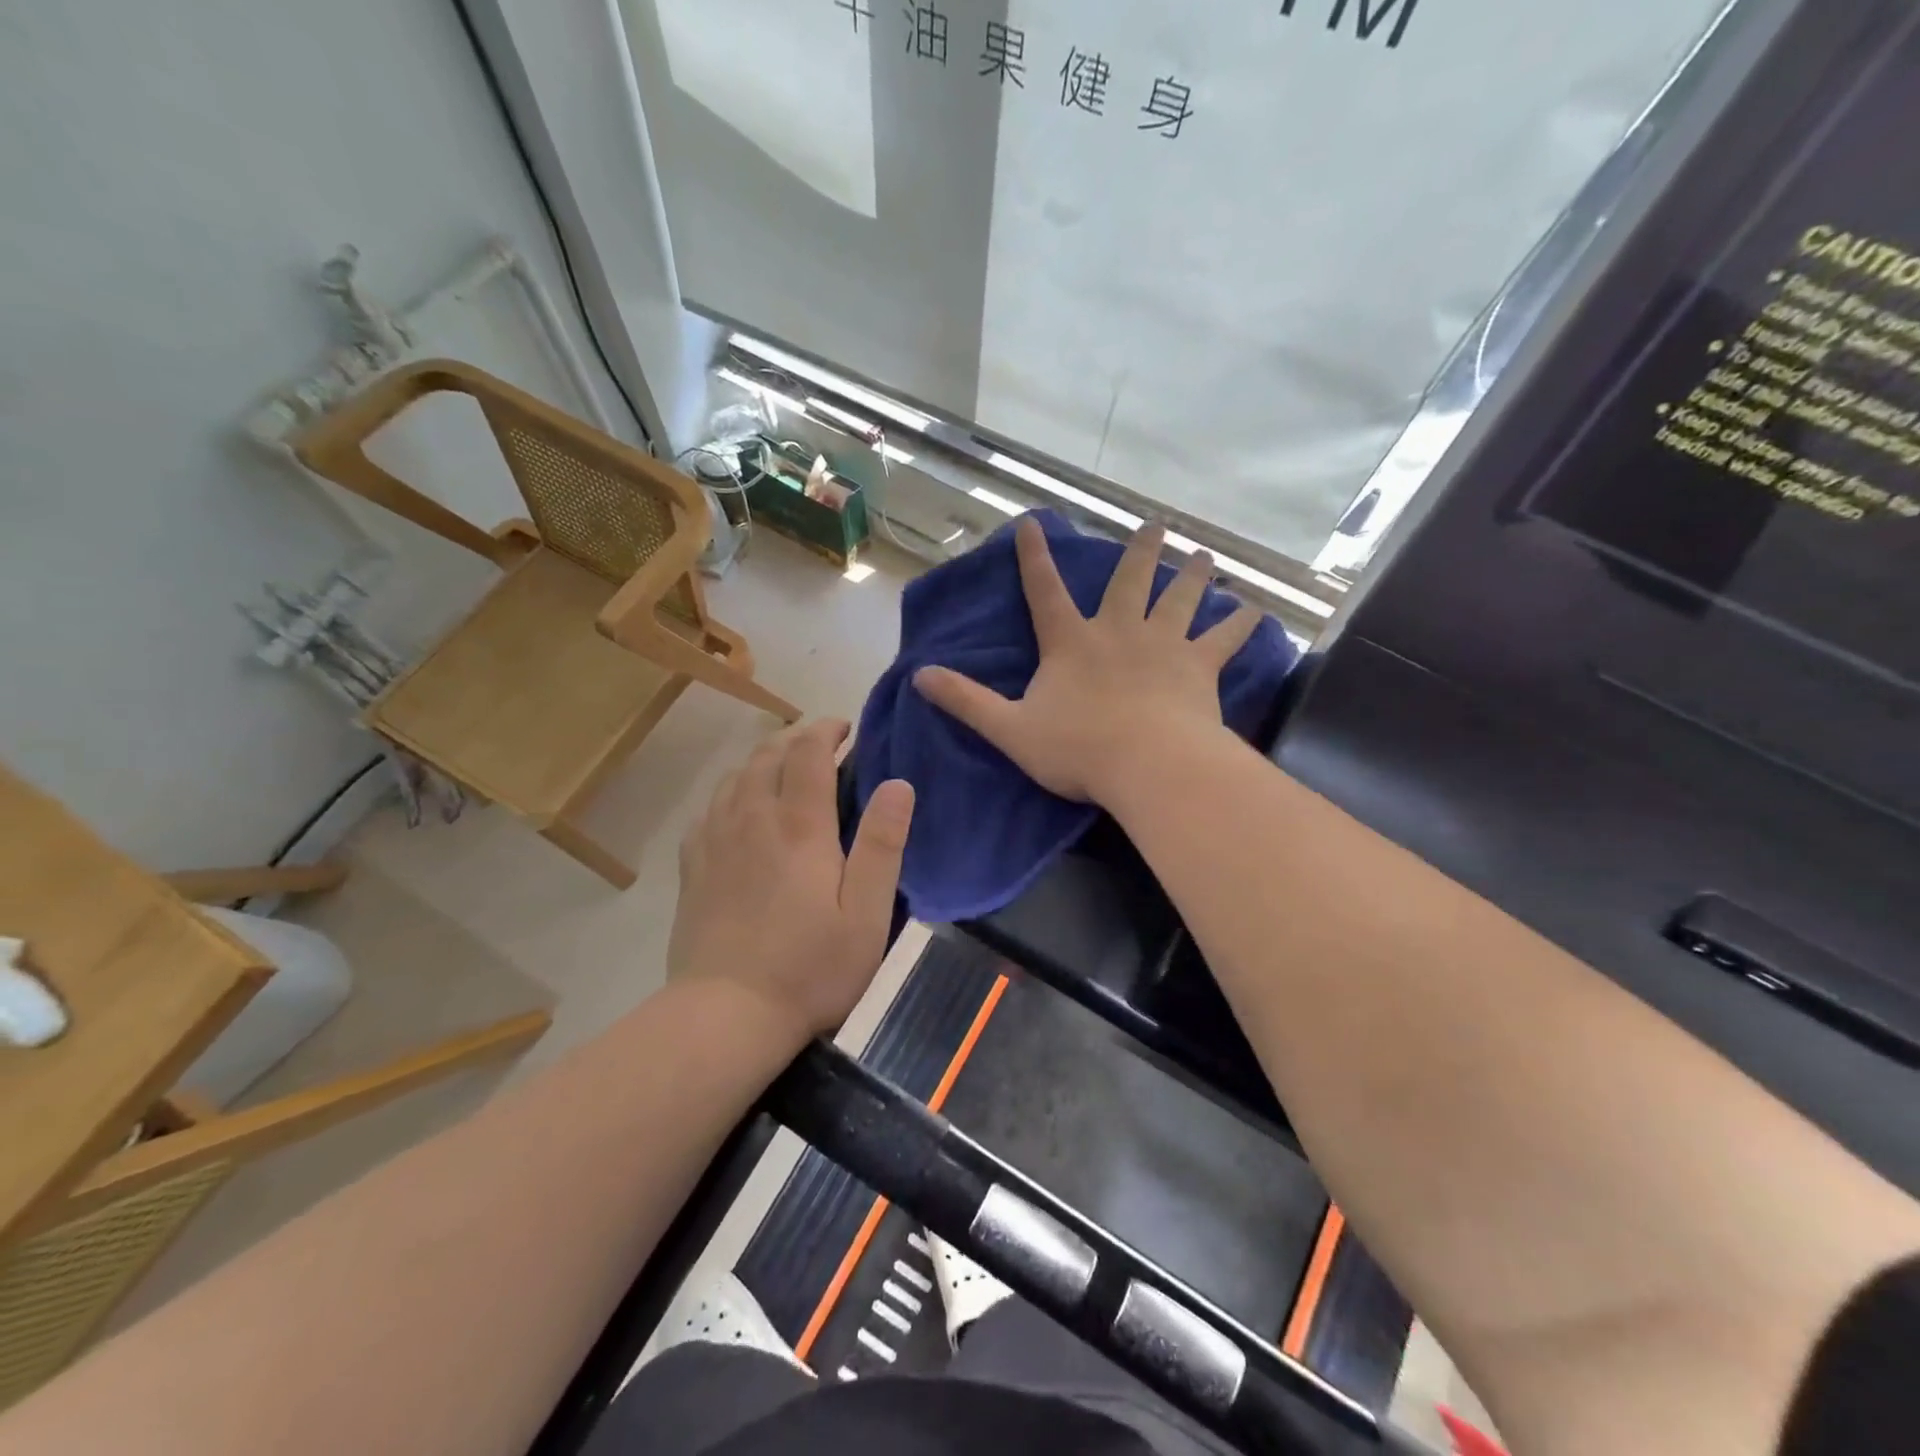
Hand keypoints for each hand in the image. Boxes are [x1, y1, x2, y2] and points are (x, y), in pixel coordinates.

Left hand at [668, 720, 914, 1040]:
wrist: (727, 1015)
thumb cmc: (810, 968)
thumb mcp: (866, 913)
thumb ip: (882, 845)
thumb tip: (898, 783)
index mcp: (800, 827)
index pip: (808, 752)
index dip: (827, 729)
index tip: (846, 728)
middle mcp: (753, 819)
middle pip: (767, 754)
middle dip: (796, 738)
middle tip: (821, 746)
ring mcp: (716, 840)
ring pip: (735, 776)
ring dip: (763, 759)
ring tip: (784, 769)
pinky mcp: (693, 865)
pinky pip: (709, 807)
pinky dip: (731, 791)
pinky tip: (740, 808)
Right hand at [914, 517, 1262, 804]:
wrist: (1146, 765)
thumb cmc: (1077, 749)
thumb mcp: (1009, 728)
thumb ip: (966, 701)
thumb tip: (919, 677)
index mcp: (1071, 643)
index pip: (1045, 591)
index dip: (1035, 557)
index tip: (1033, 523)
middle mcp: (1119, 632)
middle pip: (1130, 581)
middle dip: (1140, 551)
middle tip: (1157, 523)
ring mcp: (1164, 646)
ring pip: (1180, 599)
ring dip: (1192, 575)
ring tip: (1204, 554)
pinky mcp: (1199, 668)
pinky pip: (1224, 640)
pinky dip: (1240, 624)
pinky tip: (1255, 610)